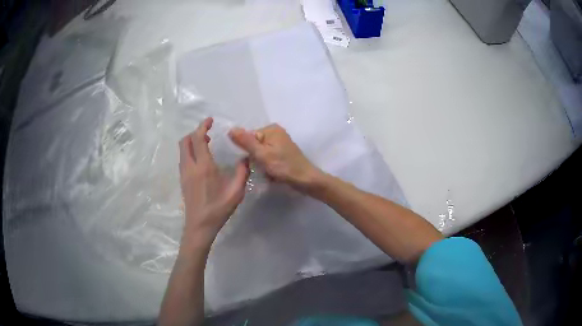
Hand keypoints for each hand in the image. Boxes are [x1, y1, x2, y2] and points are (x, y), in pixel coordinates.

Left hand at [179, 117, 248, 245]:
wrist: (199, 225)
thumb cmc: (218, 209)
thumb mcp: (236, 192)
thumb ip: (242, 172)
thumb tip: (246, 158)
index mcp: (203, 167)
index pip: (198, 139)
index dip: (203, 126)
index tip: (210, 120)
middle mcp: (190, 166)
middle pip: (185, 141)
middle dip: (195, 132)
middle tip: (208, 133)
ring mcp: (184, 173)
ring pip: (183, 149)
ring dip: (192, 142)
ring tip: (206, 144)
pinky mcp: (182, 179)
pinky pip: (183, 158)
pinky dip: (190, 151)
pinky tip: (201, 159)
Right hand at [228, 124, 321, 191]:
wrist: (306, 180)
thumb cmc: (284, 167)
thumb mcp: (262, 154)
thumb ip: (245, 142)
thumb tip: (231, 129)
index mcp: (270, 129)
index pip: (248, 137)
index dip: (247, 151)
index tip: (252, 162)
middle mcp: (275, 132)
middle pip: (254, 145)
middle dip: (254, 158)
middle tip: (262, 168)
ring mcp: (280, 143)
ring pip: (260, 154)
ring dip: (261, 164)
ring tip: (268, 172)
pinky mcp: (282, 153)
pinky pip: (267, 158)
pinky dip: (267, 166)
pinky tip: (272, 173)